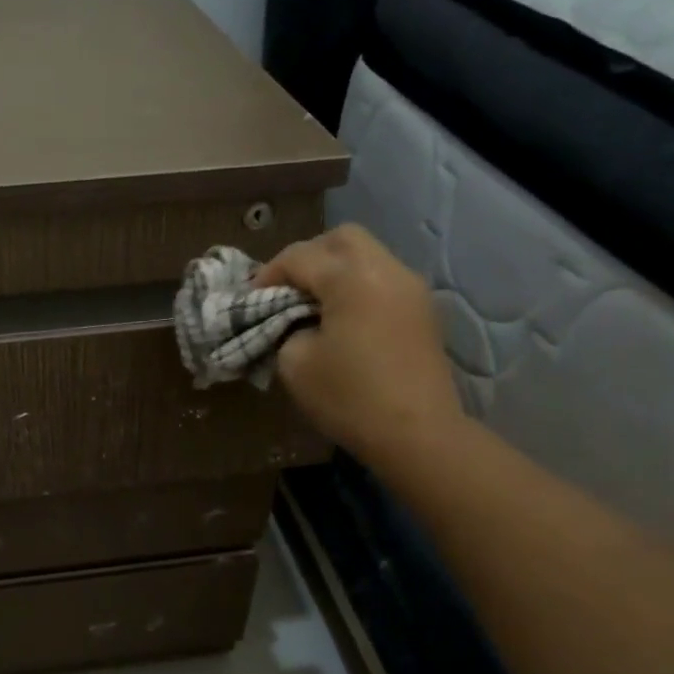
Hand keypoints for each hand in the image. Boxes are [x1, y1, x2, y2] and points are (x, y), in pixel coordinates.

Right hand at [255, 224, 463, 467]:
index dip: (268, 274)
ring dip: (335, 270)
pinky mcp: (422, 311)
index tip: (251, 298)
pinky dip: (357, 286)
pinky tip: (342, 318)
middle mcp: (386, 270)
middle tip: (286, 289)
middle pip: (342, 239)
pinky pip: (383, 279)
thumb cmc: (349, 397)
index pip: (299, 257)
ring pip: (367, 255)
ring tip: (313, 304)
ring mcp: (411, 288)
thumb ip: (284, 328)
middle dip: (308, 256)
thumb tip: (292, 320)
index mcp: (352, 278)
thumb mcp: (295, 364)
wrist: (417, 434)